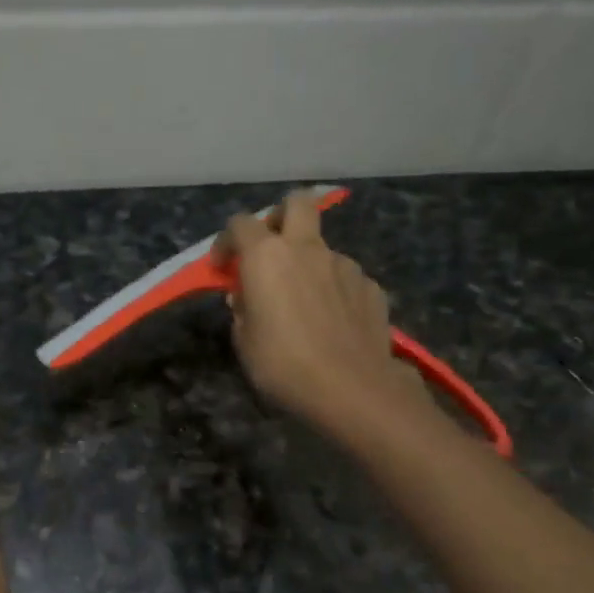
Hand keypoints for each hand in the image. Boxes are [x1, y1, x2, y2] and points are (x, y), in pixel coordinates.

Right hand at [216, 189, 417, 437]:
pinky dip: (333, 289)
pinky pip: (345, 277)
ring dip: (308, 263)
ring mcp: (345, 265)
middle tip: (270, 248)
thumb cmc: (283, 364)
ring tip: (303, 302)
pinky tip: (331, 320)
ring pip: (322, 247)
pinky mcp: (371, 286)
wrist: (352, 388)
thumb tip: (248, 297)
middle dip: (280, 217)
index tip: (222, 268)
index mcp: (267, 256)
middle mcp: (307, 249)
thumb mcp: (244, 341)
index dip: (226, 242)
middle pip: (296, 203)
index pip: (240, 224)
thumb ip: (244, 309)